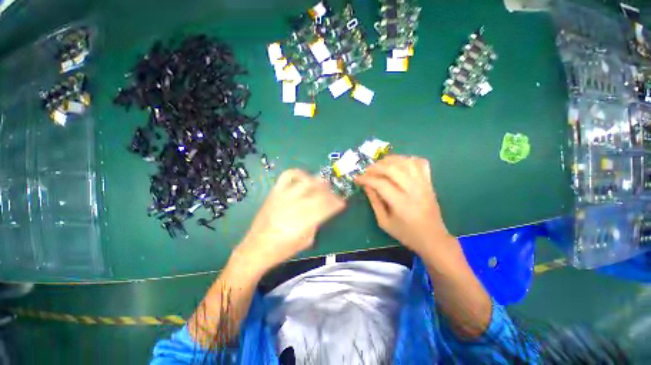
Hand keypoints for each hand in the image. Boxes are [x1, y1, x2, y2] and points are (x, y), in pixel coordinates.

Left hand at [235, 169, 345, 274]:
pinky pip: (287, 176)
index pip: (326, 207)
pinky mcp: (275, 193)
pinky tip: (304, 178)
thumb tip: (324, 210)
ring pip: (306, 182)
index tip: (342, 202)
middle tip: (334, 195)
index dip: (337, 203)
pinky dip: (298, 173)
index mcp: (303, 223)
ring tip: (323, 185)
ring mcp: (283, 197)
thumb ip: (317, 223)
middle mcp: (294, 207)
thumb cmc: (283, 249)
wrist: (255, 248)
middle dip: (330, 193)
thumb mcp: (306, 240)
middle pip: (319, 193)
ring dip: (318, 182)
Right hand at [355, 155, 455, 258]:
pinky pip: (421, 163)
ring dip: (391, 160)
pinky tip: (400, 164)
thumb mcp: (384, 222)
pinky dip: (409, 159)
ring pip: (407, 162)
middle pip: (393, 169)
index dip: (366, 179)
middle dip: (376, 167)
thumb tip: (366, 186)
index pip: (380, 184)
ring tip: (381, 164)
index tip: (357, 178)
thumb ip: (374, 202)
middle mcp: (414, 190)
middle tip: (367, 170)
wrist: (432, 238)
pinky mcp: (429, 182)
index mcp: (401, 203)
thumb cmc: (406, 233)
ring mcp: (423, 184)